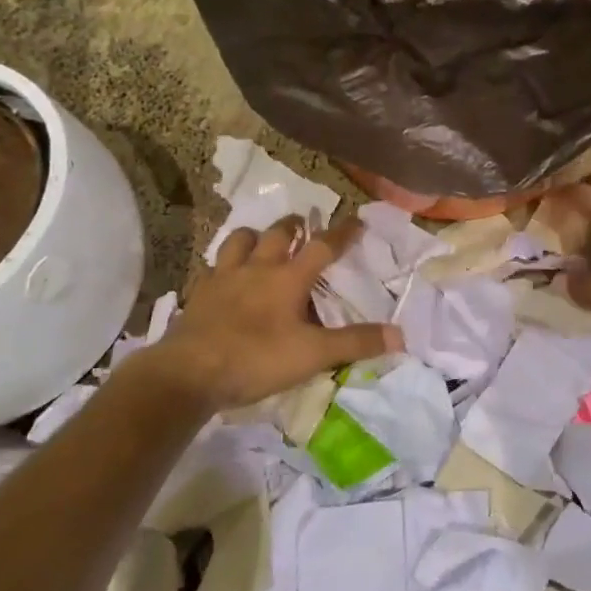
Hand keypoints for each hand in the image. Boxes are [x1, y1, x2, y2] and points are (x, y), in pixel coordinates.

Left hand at [161, 216, 402, 410]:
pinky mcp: (199, 293)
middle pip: (278, 233)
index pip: (323, 246)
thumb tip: (400, 335)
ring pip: (239, 240)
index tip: (356, 219)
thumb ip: (355, 343)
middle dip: (294, 226)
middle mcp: (257, 267)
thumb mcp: (313, 355)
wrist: (190, 372)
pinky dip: (222, 265)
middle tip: (303, 226)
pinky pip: (211, 268)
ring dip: (254, 236)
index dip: (342, 232)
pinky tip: (223, 275)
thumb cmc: (257, 358)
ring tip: (261, 241)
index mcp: (288, 278)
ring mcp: (224, 277)